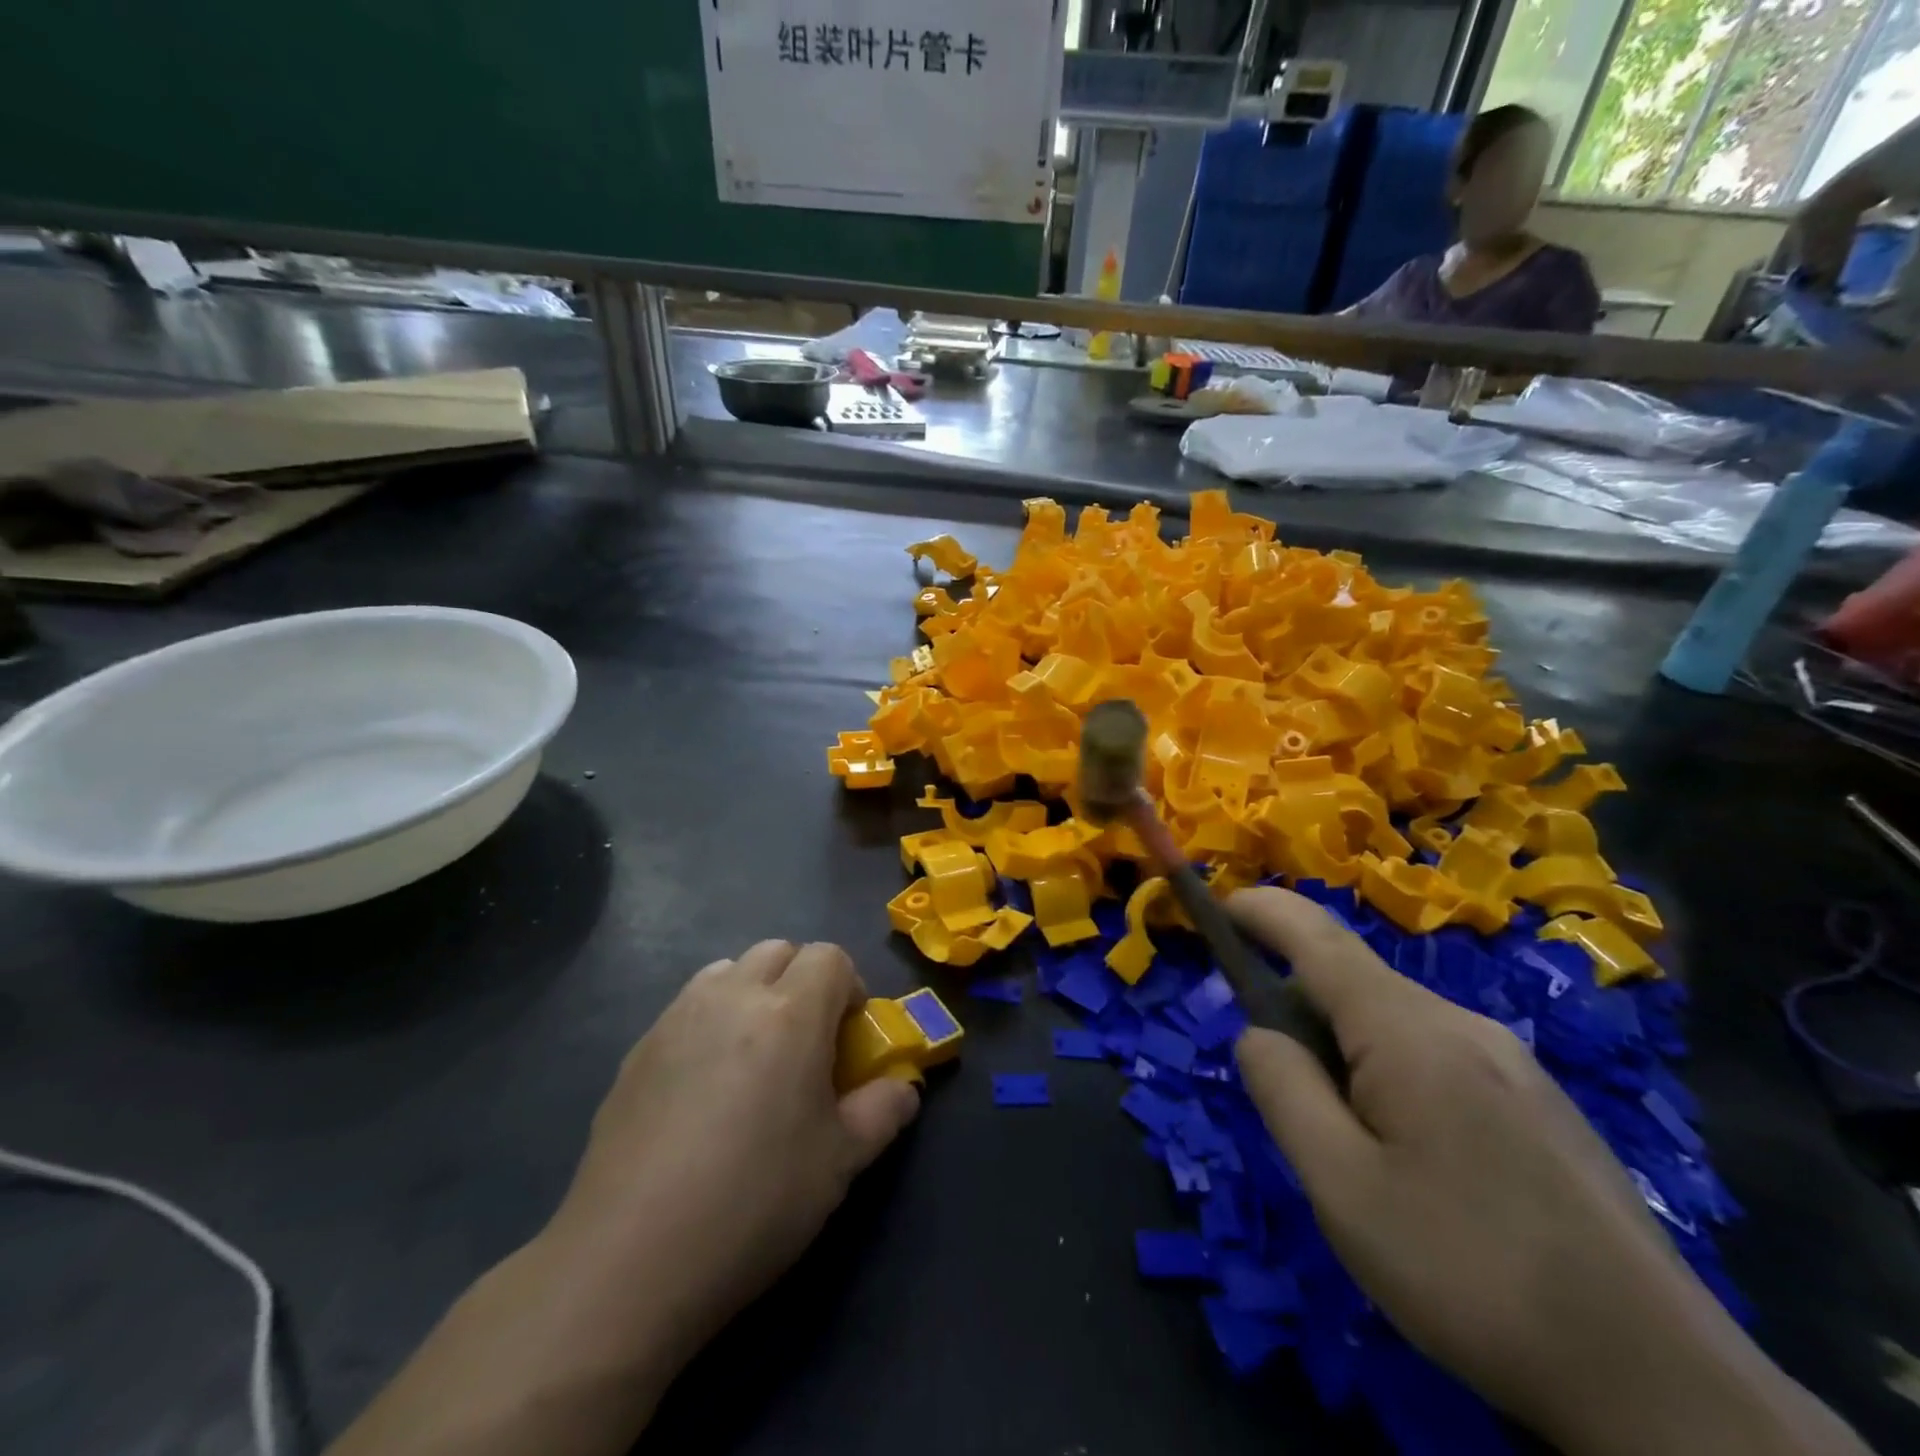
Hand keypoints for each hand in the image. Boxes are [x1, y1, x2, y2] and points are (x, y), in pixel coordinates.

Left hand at [329, 943, 918, 1455]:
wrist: (630, 1258)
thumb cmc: (754, 1202)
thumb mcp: (841, 1164)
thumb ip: (884, 1111)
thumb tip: (903, 1087)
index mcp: (790, 1012)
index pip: (830, 956)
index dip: (849, 987)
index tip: (848, 1037)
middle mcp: (733, 996)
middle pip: (778, 951)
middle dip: (802, 981)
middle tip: (805, 1043)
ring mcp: (678, 1017)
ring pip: (728, 971)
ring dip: (753, 993)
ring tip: (752, 1057)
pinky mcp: (638, 1048)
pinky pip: (688, 1007)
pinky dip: (710, 1021)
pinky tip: (702, 1088)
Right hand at [1227, 888, 1867, 1455]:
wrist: (1665, 1387)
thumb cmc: (1472, 1273)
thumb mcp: (1341, 1187)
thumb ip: (1283, 1090)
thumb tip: (1258, 1032)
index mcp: (1409, 1031)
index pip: (1316, 938)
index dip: (1262, 911)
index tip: (1219, 905)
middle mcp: (1463, 1024)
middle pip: (1354, 984)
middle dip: (1299, 1010)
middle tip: (1283, 1097)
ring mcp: (1512, 1063)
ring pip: (1396, 1025)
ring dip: (1346, 1051)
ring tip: (1351, 1148)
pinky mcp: (1540, 1103)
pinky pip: (1438, 1057)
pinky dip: (1391, 1074)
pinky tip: (1415, 1162)